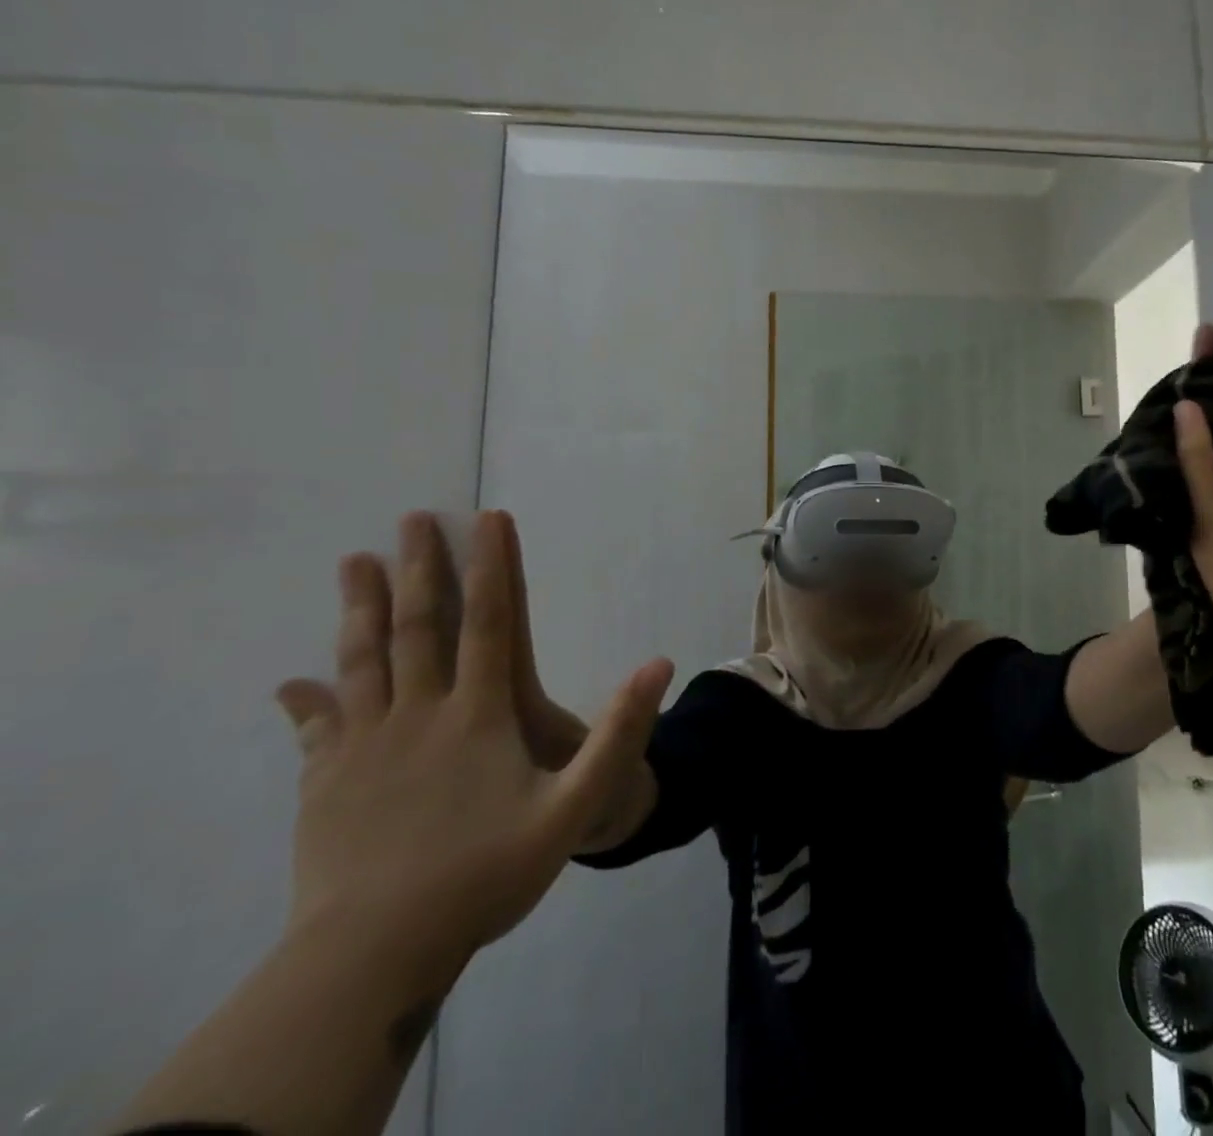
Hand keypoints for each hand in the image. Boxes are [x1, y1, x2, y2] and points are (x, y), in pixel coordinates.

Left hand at [274, 511, 673, 969]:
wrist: (373, 957)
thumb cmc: (484, 875)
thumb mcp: (574, 807)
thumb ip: (620, 734)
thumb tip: (660, 663)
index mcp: (478, 715)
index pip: (489, 622)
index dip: (490, 567)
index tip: (486, 518)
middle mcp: (418, 715)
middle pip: (418, 627)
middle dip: (419, 569)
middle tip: (410, 520)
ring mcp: (364, 748)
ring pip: (361, 662)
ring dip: (361, 609)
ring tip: (355, 564)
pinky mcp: (324, 785)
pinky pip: (316, 730)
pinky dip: (305, 702)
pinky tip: (289, 685)